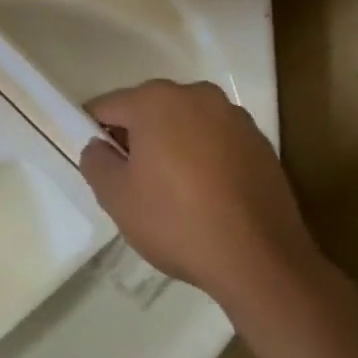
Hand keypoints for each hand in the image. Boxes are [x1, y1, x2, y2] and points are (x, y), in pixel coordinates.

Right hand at [81, 80, 324, 314]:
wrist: (262, 263)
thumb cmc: (177, 222)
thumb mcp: (115, 197)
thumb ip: (94, 160)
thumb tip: (100, 146)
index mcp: (155, 100)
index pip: (107, 107)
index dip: (95, 134)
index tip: (100, 166)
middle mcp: (196, 95)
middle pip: (148, 111)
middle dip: (136, 138)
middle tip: (134, 182)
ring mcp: (234, 117)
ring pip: (184, 124)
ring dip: (171, 146)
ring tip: (174, 192)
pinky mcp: (260, 143)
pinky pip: (215, 142)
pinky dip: (204, 158)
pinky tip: (207, 196)